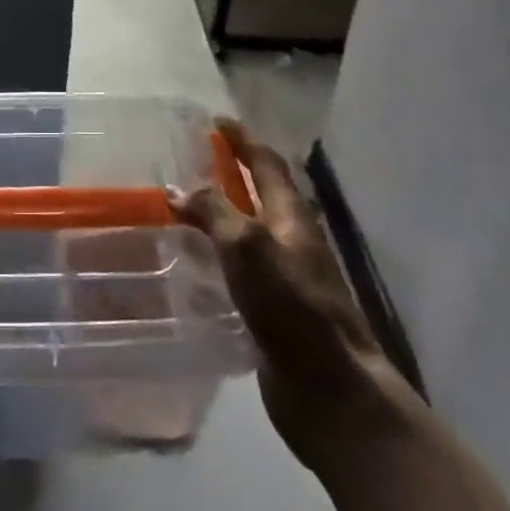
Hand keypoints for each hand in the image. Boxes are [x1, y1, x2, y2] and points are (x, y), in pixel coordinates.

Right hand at [169, 118, 390, 466]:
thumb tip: (178, 188)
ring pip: (249, 233)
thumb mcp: (248, 246)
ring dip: (222, 215)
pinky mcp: (273, 312)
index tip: (217, 120)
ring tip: (183, 208)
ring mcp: (285, 278)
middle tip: (193, 160)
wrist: (331, 390)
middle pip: (260, 195)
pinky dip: (219, 256)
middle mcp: (290, 240)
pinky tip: (195, 265)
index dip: (242, 140)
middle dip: (231, 173)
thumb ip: (213, 212)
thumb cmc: (292, 306)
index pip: (266, 164)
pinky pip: (241, 271)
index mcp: (291, 217)